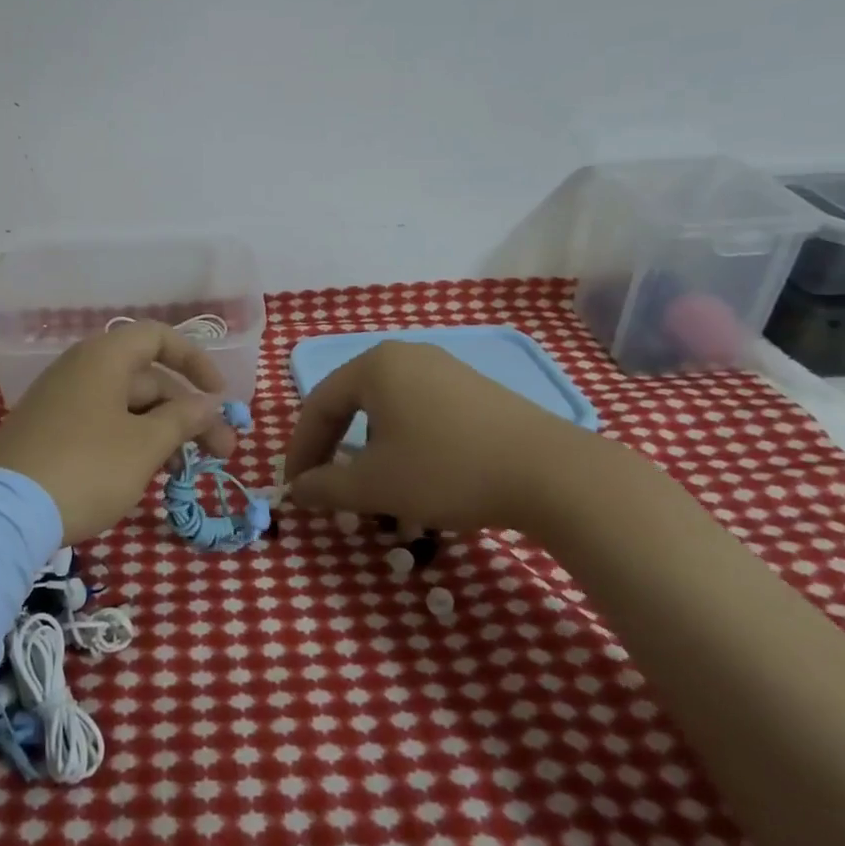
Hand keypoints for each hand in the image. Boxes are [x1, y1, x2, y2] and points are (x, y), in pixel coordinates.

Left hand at [0, 321, 237, 544]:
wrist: (3, 513)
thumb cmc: (87, 468)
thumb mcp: (145, 445)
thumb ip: (184, 418)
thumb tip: (210, 403)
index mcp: (104, 358)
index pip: (159, 338)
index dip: (195, 361)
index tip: (220, 396)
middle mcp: (81, 369)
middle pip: (147, 379)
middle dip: (188, 413)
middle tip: (221, 453)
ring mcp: (61, 401)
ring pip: (126, 406)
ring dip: (163, 431)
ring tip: (186, 471)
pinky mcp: (48, 432)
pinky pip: (101, 424)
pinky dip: (131, 441)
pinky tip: (146, 474)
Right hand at [283, 340, 605, 534]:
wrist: (550, 472)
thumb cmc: (447, 470)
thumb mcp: (375, 485)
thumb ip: (325, 487)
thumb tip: (296, 490)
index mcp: (374, 366)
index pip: (318, 405)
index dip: (300, 449)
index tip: (294, 488)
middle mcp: (405, 355)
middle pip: (351, 403)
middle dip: (334, 448)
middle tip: (325, 484)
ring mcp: (443, 368)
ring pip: (386, 410)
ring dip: (369, 450)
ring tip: (372, 487)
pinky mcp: (473, 388)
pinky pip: (419, 411)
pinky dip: (404, 443)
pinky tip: (417, 475)